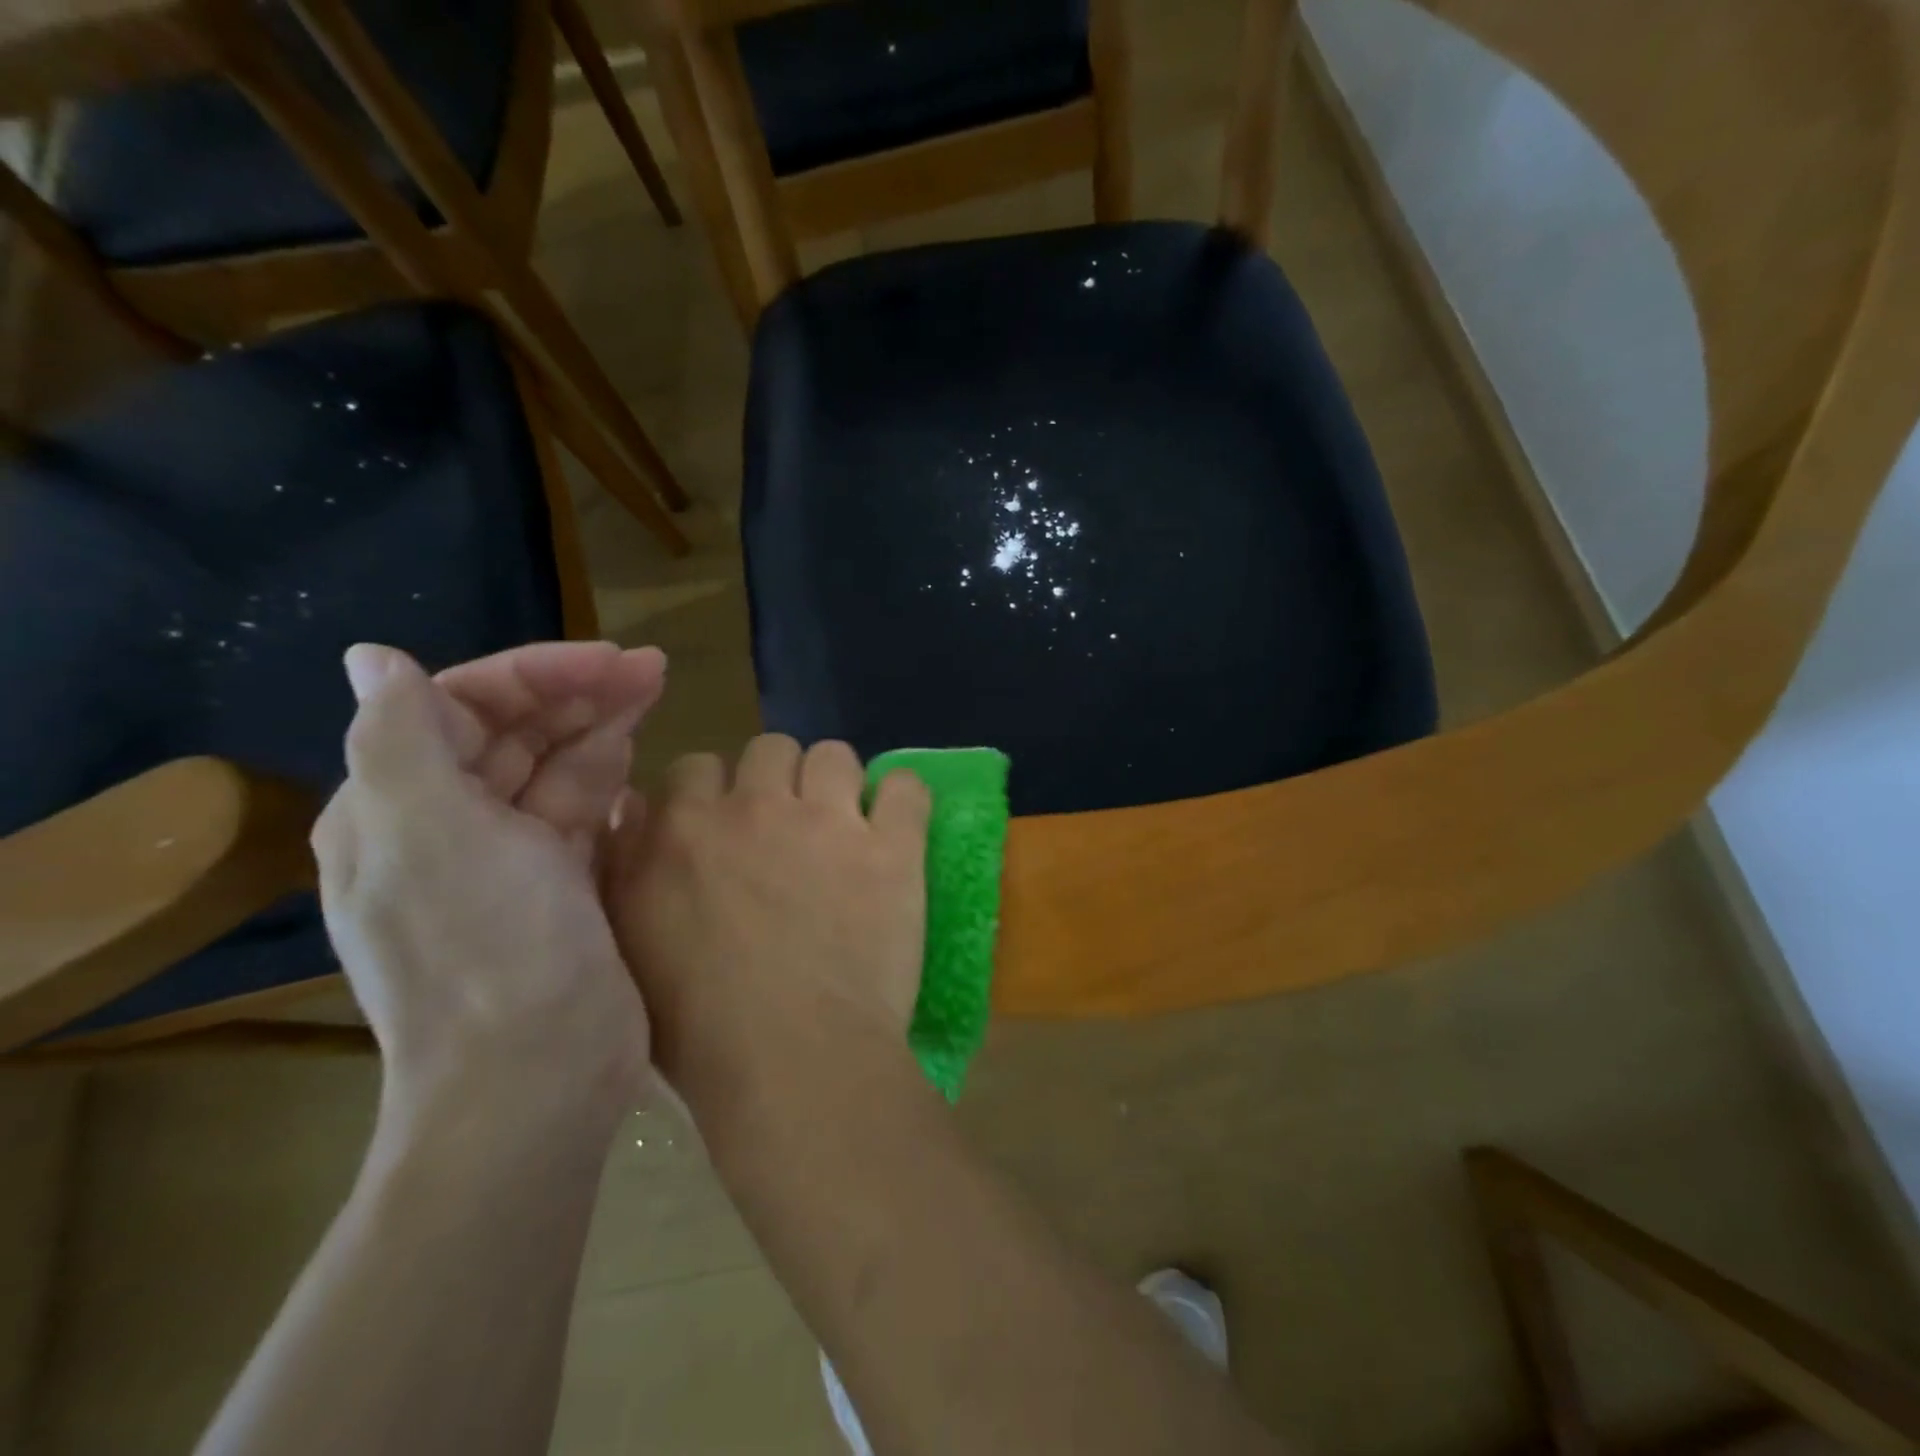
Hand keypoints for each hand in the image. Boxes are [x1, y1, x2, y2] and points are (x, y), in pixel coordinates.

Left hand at [313, 641, 663, 1133]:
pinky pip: (582, 815)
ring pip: (554, 770)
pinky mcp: (562, 889)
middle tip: (654, 669)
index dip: (537, 673)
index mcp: (397, 806)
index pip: (462, 705)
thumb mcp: (431, 835)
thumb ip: (400, 738)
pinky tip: (640, 763)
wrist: (537, 1076)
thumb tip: (372, 658)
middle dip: (579, 693)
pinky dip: (608, 783)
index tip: (611, 660)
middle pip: (514, 733)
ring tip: (655, 693)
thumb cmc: (488, 948)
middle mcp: (446, 827)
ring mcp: (509, 861)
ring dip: (600, 728)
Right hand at [603, 735, 930, 1103]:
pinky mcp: (892, 845)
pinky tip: (896, 827)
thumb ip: (625, 864)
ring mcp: (829, 820)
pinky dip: (902, 799)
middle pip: (770, 748)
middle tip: (789, 828)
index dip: (715, 793)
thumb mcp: (629, 941)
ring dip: (836, 783)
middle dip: (777, 779)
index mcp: (685, 828)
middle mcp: (755, 806)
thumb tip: (633, 808)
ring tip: (845, 826)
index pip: (696, 766)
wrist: (793, 1060)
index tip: (728, 827)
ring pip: (834, 755)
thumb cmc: (698, 1023)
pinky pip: (905, 785)